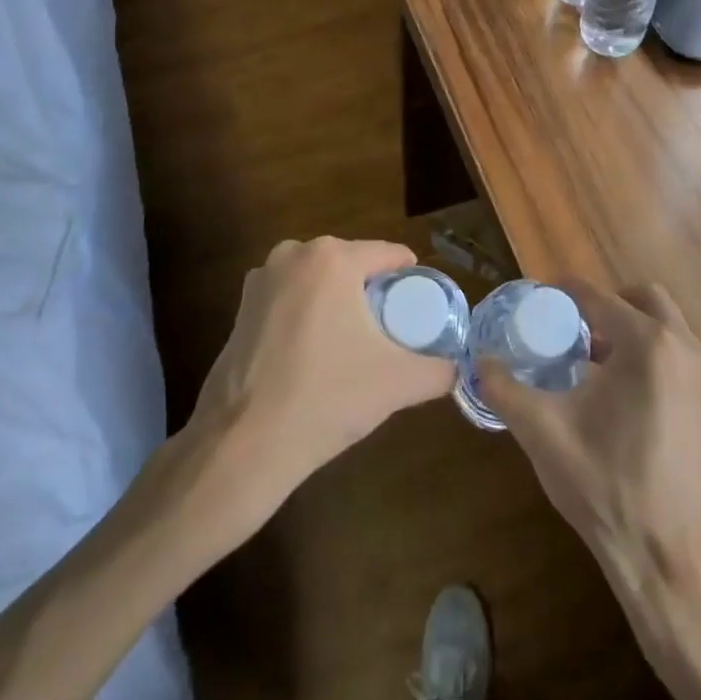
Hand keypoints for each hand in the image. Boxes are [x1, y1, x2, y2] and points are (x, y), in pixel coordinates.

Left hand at [189, 237, 457, 498]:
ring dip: (338, 301)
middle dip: (372, 289)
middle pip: (351, 264)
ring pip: (318, 281)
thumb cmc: (326, 398)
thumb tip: (459, 370)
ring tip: (356, 341)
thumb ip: (439, 371)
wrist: (242, 444)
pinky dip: (307, 315)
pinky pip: (290, 299)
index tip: (422, 306)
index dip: (411, 278)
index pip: (388, 254)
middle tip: (392, 328)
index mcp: (332, 258)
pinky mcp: (240, 308)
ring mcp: (261, 279)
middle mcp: (294, 254)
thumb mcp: (397, 383)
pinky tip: (315, 352)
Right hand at [479, 282, 700, 600]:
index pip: (599, 297)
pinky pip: (677, 357)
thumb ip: (505, 389)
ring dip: (628, 328)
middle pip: (643, 298)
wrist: (673, 564)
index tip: (538, 298)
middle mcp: (685, 349)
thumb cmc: (606, 489)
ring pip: (665, 327)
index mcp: (648, 345)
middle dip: (605, 304)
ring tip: (589, 360)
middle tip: (570, 327)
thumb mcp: (543, 433)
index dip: (564, 292)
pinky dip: (649, 355)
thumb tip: (478, 362)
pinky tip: (618, 395)